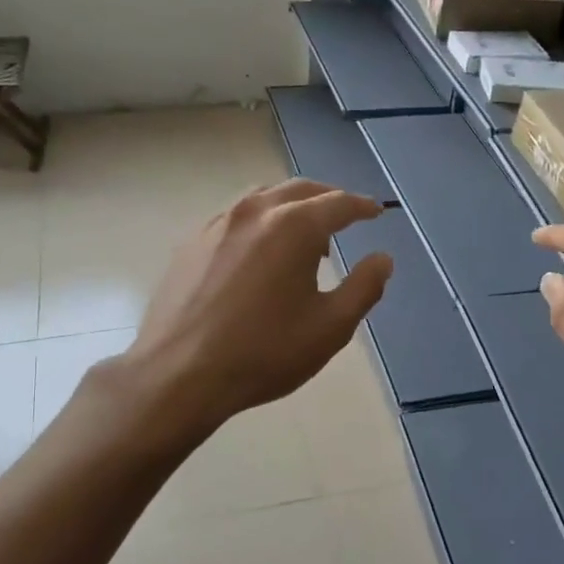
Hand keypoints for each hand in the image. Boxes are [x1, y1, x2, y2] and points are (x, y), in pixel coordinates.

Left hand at [122, 179, 392, 435]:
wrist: (180, 373)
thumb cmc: (265, 352)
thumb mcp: (330, 327)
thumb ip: (364, 288)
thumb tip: (383, 259)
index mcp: (293, 226)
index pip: (339, 203)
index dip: (363, 207)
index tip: (376, 212)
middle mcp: (255, 211)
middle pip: (300, 190)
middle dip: (329, 198)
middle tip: (346, 216)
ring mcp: (217, 223)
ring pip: (264, 197)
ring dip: (292, 206)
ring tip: (305, 236)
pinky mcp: (192, 242)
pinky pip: (236, 217)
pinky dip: (260, 221)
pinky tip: (260, 252)